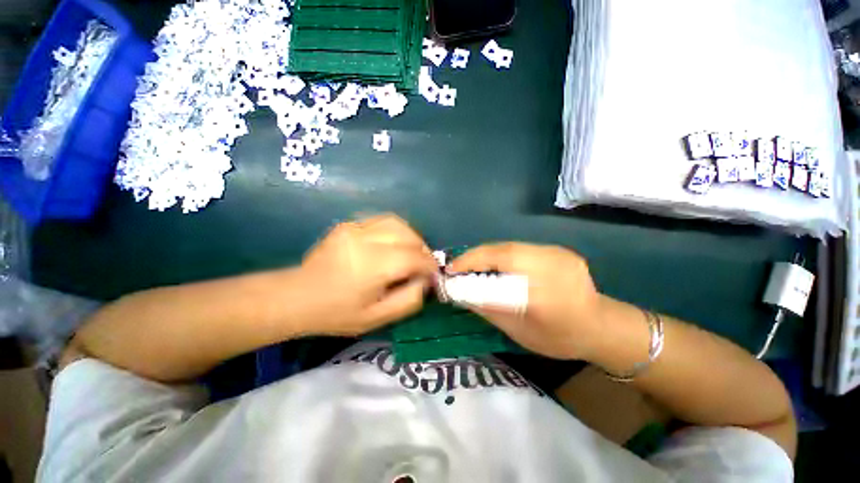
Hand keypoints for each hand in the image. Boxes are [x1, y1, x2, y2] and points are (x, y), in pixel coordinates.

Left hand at [300, 214, 438, 335]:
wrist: (297, 296)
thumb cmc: (337, 313)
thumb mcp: (378, 318)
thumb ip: (409, 299)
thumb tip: (425, 280)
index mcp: (372, 266)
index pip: (414, 257)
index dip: (429, 265)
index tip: (433, 275)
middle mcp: (365, 239)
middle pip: (409, 235)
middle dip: (422, 250)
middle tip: (422, 265)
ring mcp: (355, 227)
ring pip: (397, 223)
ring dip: (411, 237)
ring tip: (410, 253)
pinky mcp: (349, 224)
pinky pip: (382, 221)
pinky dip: (395, 232)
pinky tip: (392, 246)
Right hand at [449, 242, 602, 359]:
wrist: (601, 328)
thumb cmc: (558, 337)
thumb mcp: (517, 329)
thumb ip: (486, 306)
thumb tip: (458, 290)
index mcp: (542, 288)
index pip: (497, 263)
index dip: (469, 262)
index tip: (450, 270)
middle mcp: (550, 261)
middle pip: (502, 249)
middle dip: (475, 257)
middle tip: (459, 269)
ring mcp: (557, 252)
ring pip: (510, 247)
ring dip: (488, 256)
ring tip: (475, 269)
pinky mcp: (558, 249)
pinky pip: (521, 249)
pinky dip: (503, 256)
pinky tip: (499, 268)